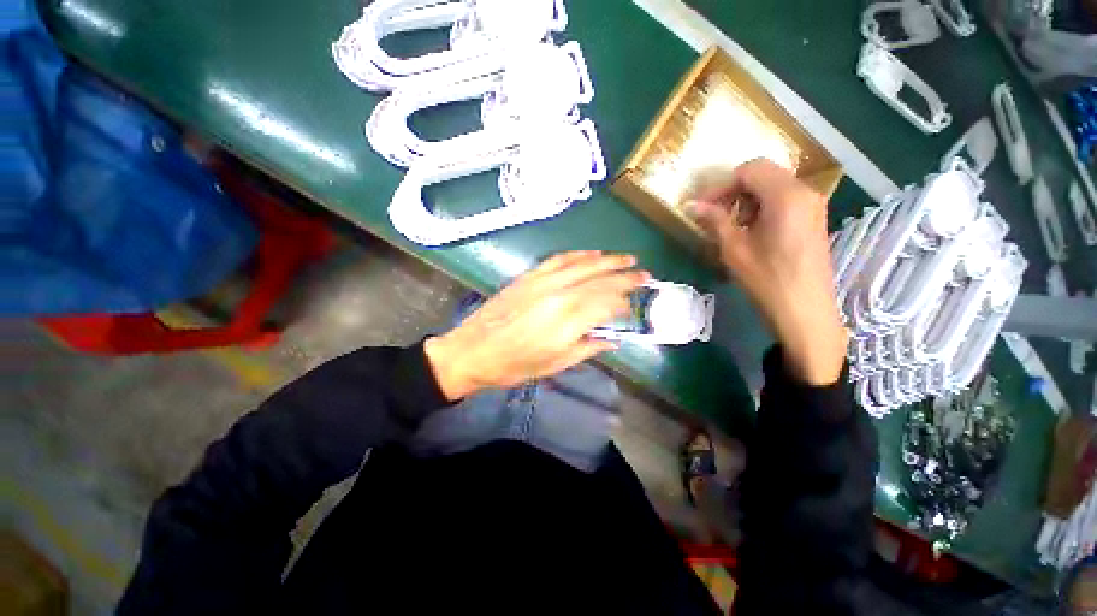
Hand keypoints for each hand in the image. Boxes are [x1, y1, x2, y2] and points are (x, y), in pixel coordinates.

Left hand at [424, 251, 648, 400]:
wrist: (472, 350)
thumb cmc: (514, 365)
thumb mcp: (555, 364)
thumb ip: (588, 347)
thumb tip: (613, 339)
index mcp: (568, 321)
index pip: (607, 303)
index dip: (624, 301)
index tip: (634, 303)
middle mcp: (560, 295)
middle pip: (600, 280)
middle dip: (626, 277)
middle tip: (644, 274)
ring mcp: (543, 281)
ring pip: (583, 264)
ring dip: (608, 260)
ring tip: (627, 259)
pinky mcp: (530, 276)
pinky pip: (560, 259)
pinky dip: (580, 255)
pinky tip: (593, 254)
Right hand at [689, 159, 846, 385]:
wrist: (804, 311)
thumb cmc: (767, 280)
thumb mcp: (734, 248)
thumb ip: (714, 220)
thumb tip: (691, 204)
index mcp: (786, 195)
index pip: (749, 170)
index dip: (721, 185)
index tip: (703, 207)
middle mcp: (805, 192)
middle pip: (763, 174)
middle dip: (734, 191)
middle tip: (716, 216)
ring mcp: (813, 205)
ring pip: (774, 186)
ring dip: (748, 200)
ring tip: (734, 227)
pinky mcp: (814, 218)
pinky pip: (784, 200)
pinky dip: (763, 207)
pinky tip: (753, 231)